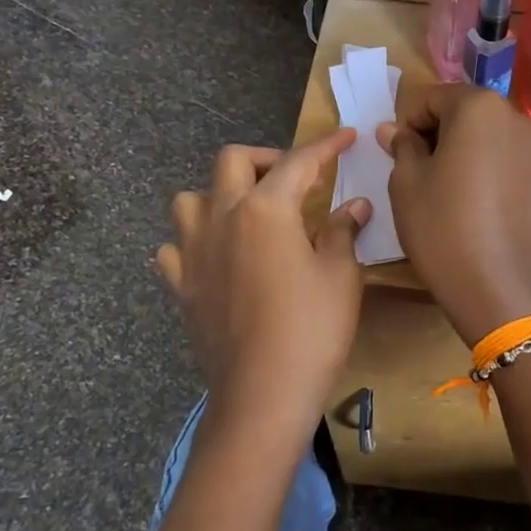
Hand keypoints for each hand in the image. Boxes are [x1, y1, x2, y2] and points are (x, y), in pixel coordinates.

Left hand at [157, 131, 369, 458]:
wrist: (262, 393)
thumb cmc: (312, 329)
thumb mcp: (340, 276)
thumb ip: (342, 231)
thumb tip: (354, 205)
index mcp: (264, 209)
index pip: (298, 162)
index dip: (326, 146)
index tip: (346, 136)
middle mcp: (221, 218)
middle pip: (233, 162)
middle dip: (267, 159)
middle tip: (296, 179)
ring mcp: (194, 253)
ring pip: (191, 199)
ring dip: (219, 194)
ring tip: (249, 214)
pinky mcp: (182, 287)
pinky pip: (175, 248)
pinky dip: (193, 241)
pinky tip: (216, 256)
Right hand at [377, 86, 530, 345]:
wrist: (498, 287)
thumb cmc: (442, 227)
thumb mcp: (406, 184)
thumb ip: (402, 146)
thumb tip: (394, 129)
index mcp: (478, 108)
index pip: (433, 98)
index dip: (409, 123)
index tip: (399, 155)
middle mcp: (515, 119)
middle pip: (467, 114)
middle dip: (440, 134)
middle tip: (420, 173)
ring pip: (490, 139)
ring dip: (466, 153)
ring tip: (449, 193)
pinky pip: (510, 164)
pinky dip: (490, 173)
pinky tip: (479, 210)